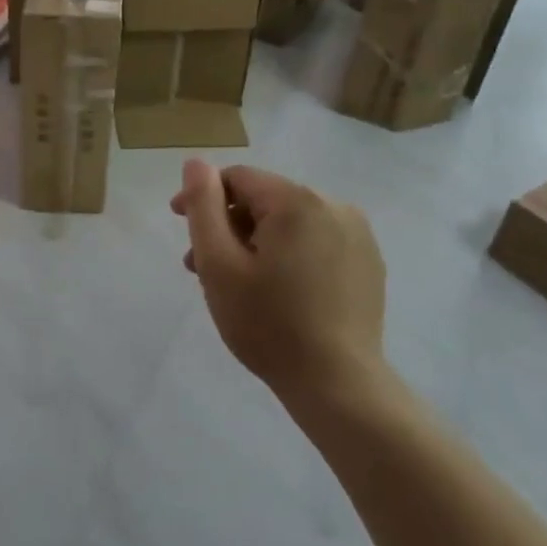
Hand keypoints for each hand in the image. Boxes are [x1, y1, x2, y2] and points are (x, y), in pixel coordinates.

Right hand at [171, 160, 388, 412]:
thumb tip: (196, 163)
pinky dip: (288, 255)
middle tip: (200, 266)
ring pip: (290, 223)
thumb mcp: (218, 264)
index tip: (178, 223)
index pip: (238, 178)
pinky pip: (316, 242)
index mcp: (297, 201)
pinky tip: (275, 290)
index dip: (202, 196)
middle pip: (265, 200)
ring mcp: (357, 235)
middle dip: (228, 225)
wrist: (336, 382)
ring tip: (233, 283)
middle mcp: (334, 206)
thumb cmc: (267, 323)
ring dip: (255, 242)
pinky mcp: (368, 262)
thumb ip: (203, 207)